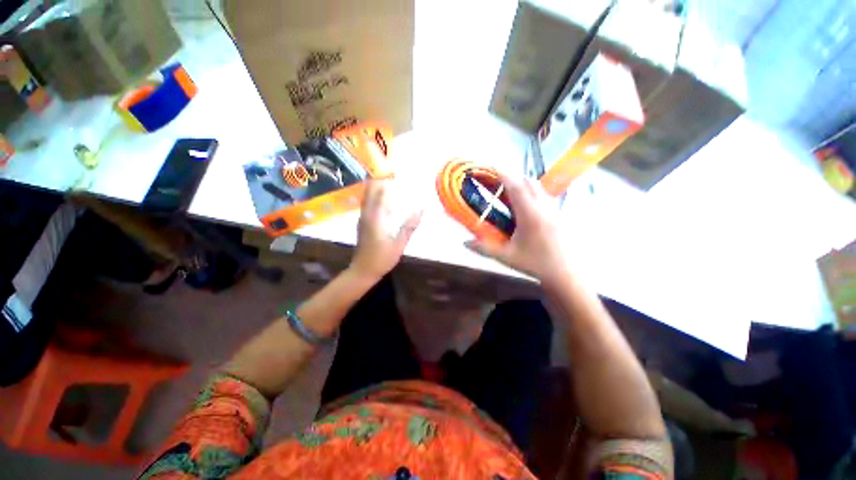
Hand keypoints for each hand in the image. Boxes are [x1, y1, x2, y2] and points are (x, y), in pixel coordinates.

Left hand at [350, 179, 422, 280]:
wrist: (363, 270)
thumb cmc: (382, 258)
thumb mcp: (399, 243)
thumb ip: (410, 226)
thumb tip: (421, 209)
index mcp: (375, 217)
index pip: (378, 192)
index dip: (384, 178)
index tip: (393, 169)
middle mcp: (366, 214)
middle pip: (370, 190)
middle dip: (378, 178)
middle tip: (391, 170)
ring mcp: (363, 218)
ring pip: (367, 196)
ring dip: (375, 185)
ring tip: (387, 179)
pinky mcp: (362, 223)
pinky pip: (367, 203)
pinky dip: (374, 195)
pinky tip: (382, 197)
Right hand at [465, 172, 567, 284]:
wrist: (564, 275)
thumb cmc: (534, 264)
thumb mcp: (506, 257)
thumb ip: (484, 248)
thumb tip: (464, 242)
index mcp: (530, 214)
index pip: (515, 187)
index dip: (502, 175)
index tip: (490, 169)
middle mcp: (543, 207)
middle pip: (528, 182)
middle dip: (512, 179)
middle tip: (497, 185)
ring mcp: (553, 210)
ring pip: (538, 188)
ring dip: (523, 186)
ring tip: (509, 196)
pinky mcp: (559, 215)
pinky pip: (544, 196)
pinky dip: (532, 194)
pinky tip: (524, 209)